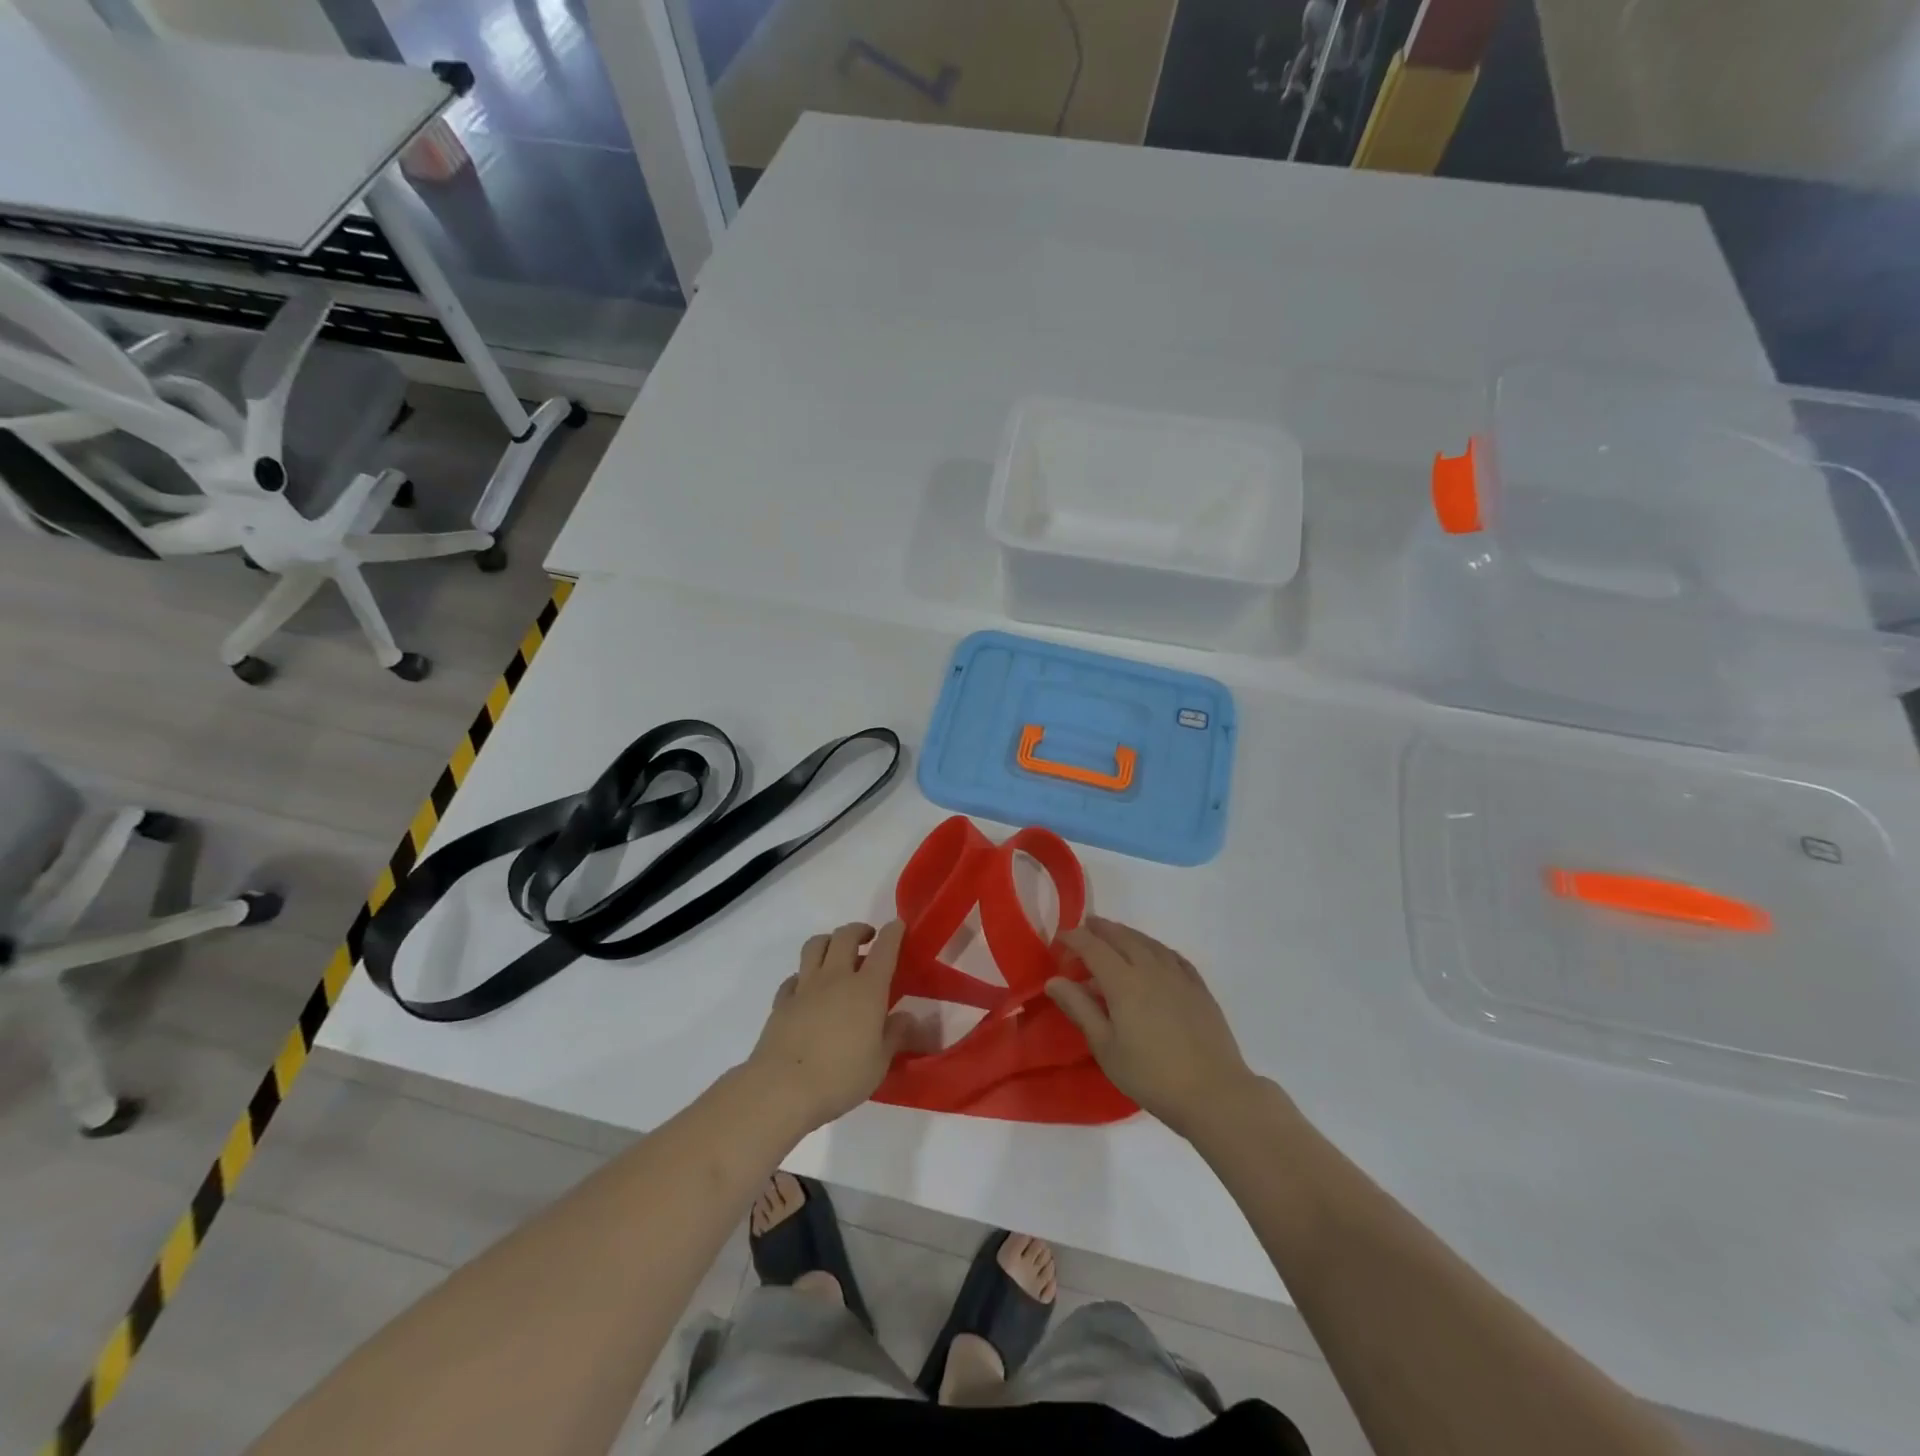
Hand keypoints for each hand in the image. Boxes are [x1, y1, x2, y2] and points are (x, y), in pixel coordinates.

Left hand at [746, 921, 914, 1133]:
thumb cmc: (840, 1077)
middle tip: (868, 938)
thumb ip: (896, 1035)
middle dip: (859, 930)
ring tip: (836, 952)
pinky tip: (808, 989)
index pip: (884, 949)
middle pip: (845, 936)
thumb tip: (907, 1016)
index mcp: (866, 989)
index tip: (898, 925)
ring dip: (829, 941)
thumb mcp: (880, 1063)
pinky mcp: (782, 1002)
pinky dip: (804, 975)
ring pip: (815, 946)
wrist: (782, 1088)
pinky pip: (794, 976)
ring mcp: (805, 987)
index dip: (893, 932)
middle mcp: (836, 978)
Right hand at [1048, 917, 1258, 1138]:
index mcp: (1124, 982)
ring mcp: (1179, 976)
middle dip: (1100, 929)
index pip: (1092, 947)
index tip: (1059, 940)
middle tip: (1085, 928)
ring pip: (1148, 942)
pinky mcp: (1199, 988)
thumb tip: (1054, 980)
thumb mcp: (1105, 1047)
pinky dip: (1155, 948)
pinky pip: (1172, 955)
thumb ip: (1079, 1008)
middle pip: (1121, 937)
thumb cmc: (1151, 1075)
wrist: (1214, 1093)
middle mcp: (1151, 968)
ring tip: (1114, 936)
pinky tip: (1154, 955)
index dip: (1074, 938)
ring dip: (1127, 934)